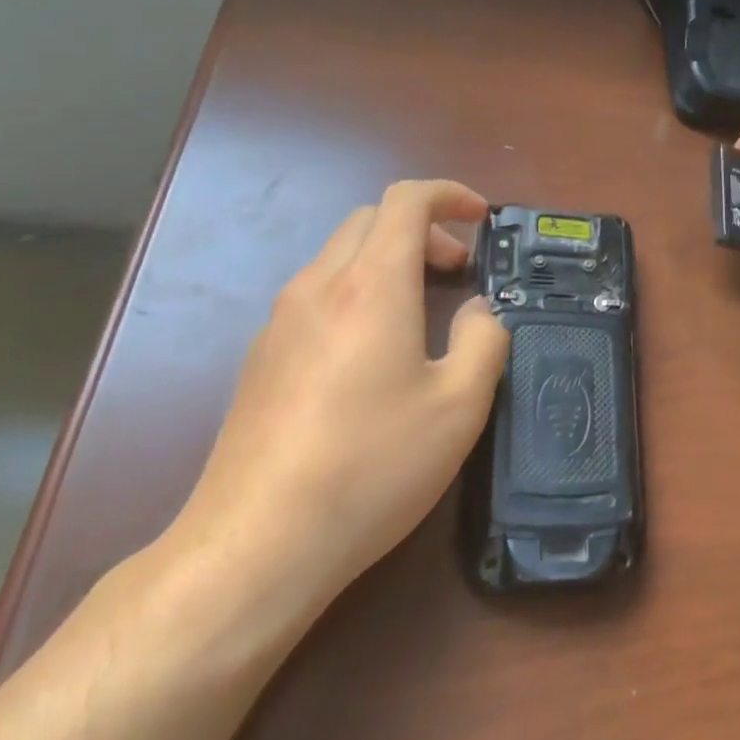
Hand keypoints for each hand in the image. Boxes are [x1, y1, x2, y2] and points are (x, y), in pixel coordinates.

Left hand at [166, 180, 509, 637]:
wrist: (254, 545)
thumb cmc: (370, 466)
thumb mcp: (459, 406)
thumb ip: (484, 340)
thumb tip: (479, 311)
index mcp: (371, 284)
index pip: (407, 200)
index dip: (450, 194)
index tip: (481, 218)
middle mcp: (319, 286)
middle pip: (370, 220)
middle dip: (422, 230)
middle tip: (456, 272)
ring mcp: (280, 320)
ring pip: (339, 255)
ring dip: (387, 260)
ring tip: (419, 312)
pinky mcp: (260, 357)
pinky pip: (316, 294)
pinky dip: (356, 291)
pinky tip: (370, 355)